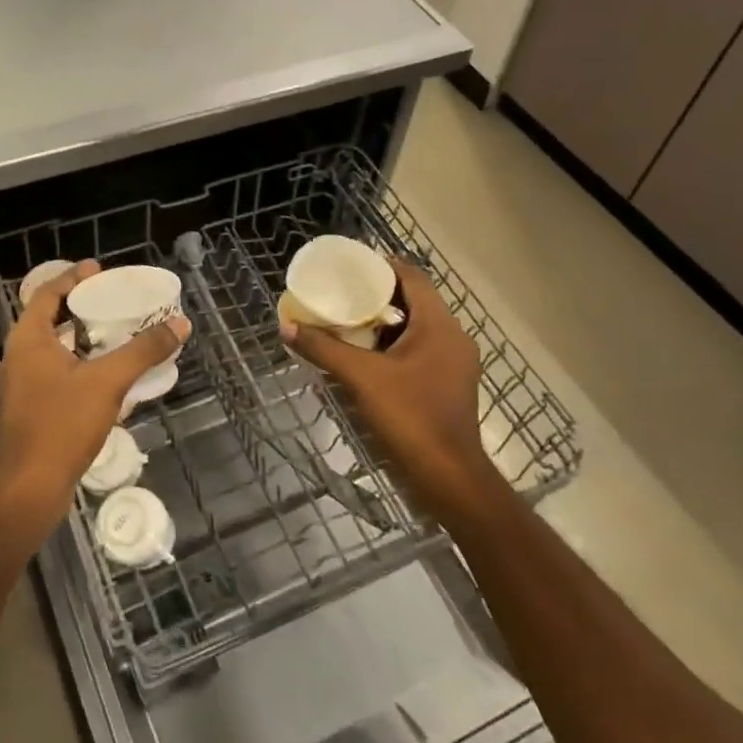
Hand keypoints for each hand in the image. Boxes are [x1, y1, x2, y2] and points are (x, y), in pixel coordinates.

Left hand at [0, 261, 190, 541]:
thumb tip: (179, 323)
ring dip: (81, 335)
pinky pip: (56, 370)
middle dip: (80, 305)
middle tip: (113, 297)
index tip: (99, 269)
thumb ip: (143, 351)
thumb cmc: (62, 425)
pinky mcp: (31, 407)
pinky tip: (107, 373)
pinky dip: (79, 361)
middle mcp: (20, 356)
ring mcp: (22, 384)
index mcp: (29, 339)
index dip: (73, 278)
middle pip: (49, 317)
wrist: (30, 486)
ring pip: (53, 346)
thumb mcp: (108, 382)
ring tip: (115, 330)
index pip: (47, 293)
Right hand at [281, 259, 502, 522]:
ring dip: (386, 323)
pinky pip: (421, 351)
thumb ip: (324, 349)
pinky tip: (368, 357)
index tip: (351, 266)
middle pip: (416, 301)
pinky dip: (395, 346)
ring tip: (349, 322)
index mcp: (439, 325)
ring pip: (418, 328)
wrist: (449, 476)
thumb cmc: (410, 417)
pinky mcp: (450, 384)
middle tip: (342, 294)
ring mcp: (455, 363)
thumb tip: (287, 326)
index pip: (413, 277)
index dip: (383, 266)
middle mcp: (453, 337)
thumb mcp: (361, 379)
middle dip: (379, 295)